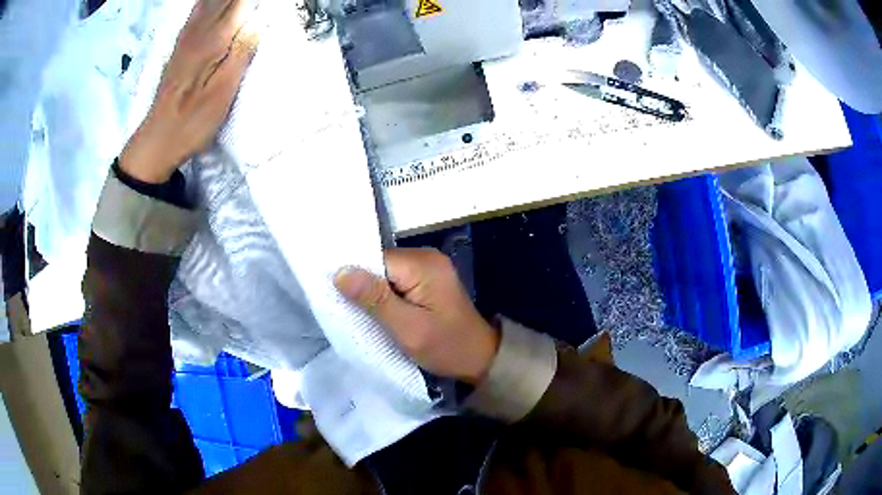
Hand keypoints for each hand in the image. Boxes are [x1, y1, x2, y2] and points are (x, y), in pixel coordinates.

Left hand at [120, 0, 259, 183]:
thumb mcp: (222, 92)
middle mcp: (198, 31)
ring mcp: (186, 37)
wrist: (157, 139)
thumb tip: (260, 20)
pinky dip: (208, 3)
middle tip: (254, 4)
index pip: (239, 2)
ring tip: (240, 3)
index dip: (252, 1)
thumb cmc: (192, 121)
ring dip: (225, 0)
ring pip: (209, 2)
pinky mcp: (180, 45)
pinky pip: (196, 11)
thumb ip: (242, 52)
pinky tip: (211, 4)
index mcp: (213, 40)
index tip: (268, 4)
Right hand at [335, 249, 499, 384]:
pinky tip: (379, 311)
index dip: (355, 277)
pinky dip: (386, 296)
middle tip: (347, 310)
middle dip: (363, 286)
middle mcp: (426, 257)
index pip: (375, 260)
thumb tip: (340, 272)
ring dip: (374, 292)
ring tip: (360, 313)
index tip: (337, 298)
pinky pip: (397, 281)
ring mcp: (429, 267)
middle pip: (380, 264)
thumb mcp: (407, 328)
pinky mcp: (428, 280)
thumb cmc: (446, 347)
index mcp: (422, 264)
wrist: (480, 359)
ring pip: (386, 273)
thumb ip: (375, 299)